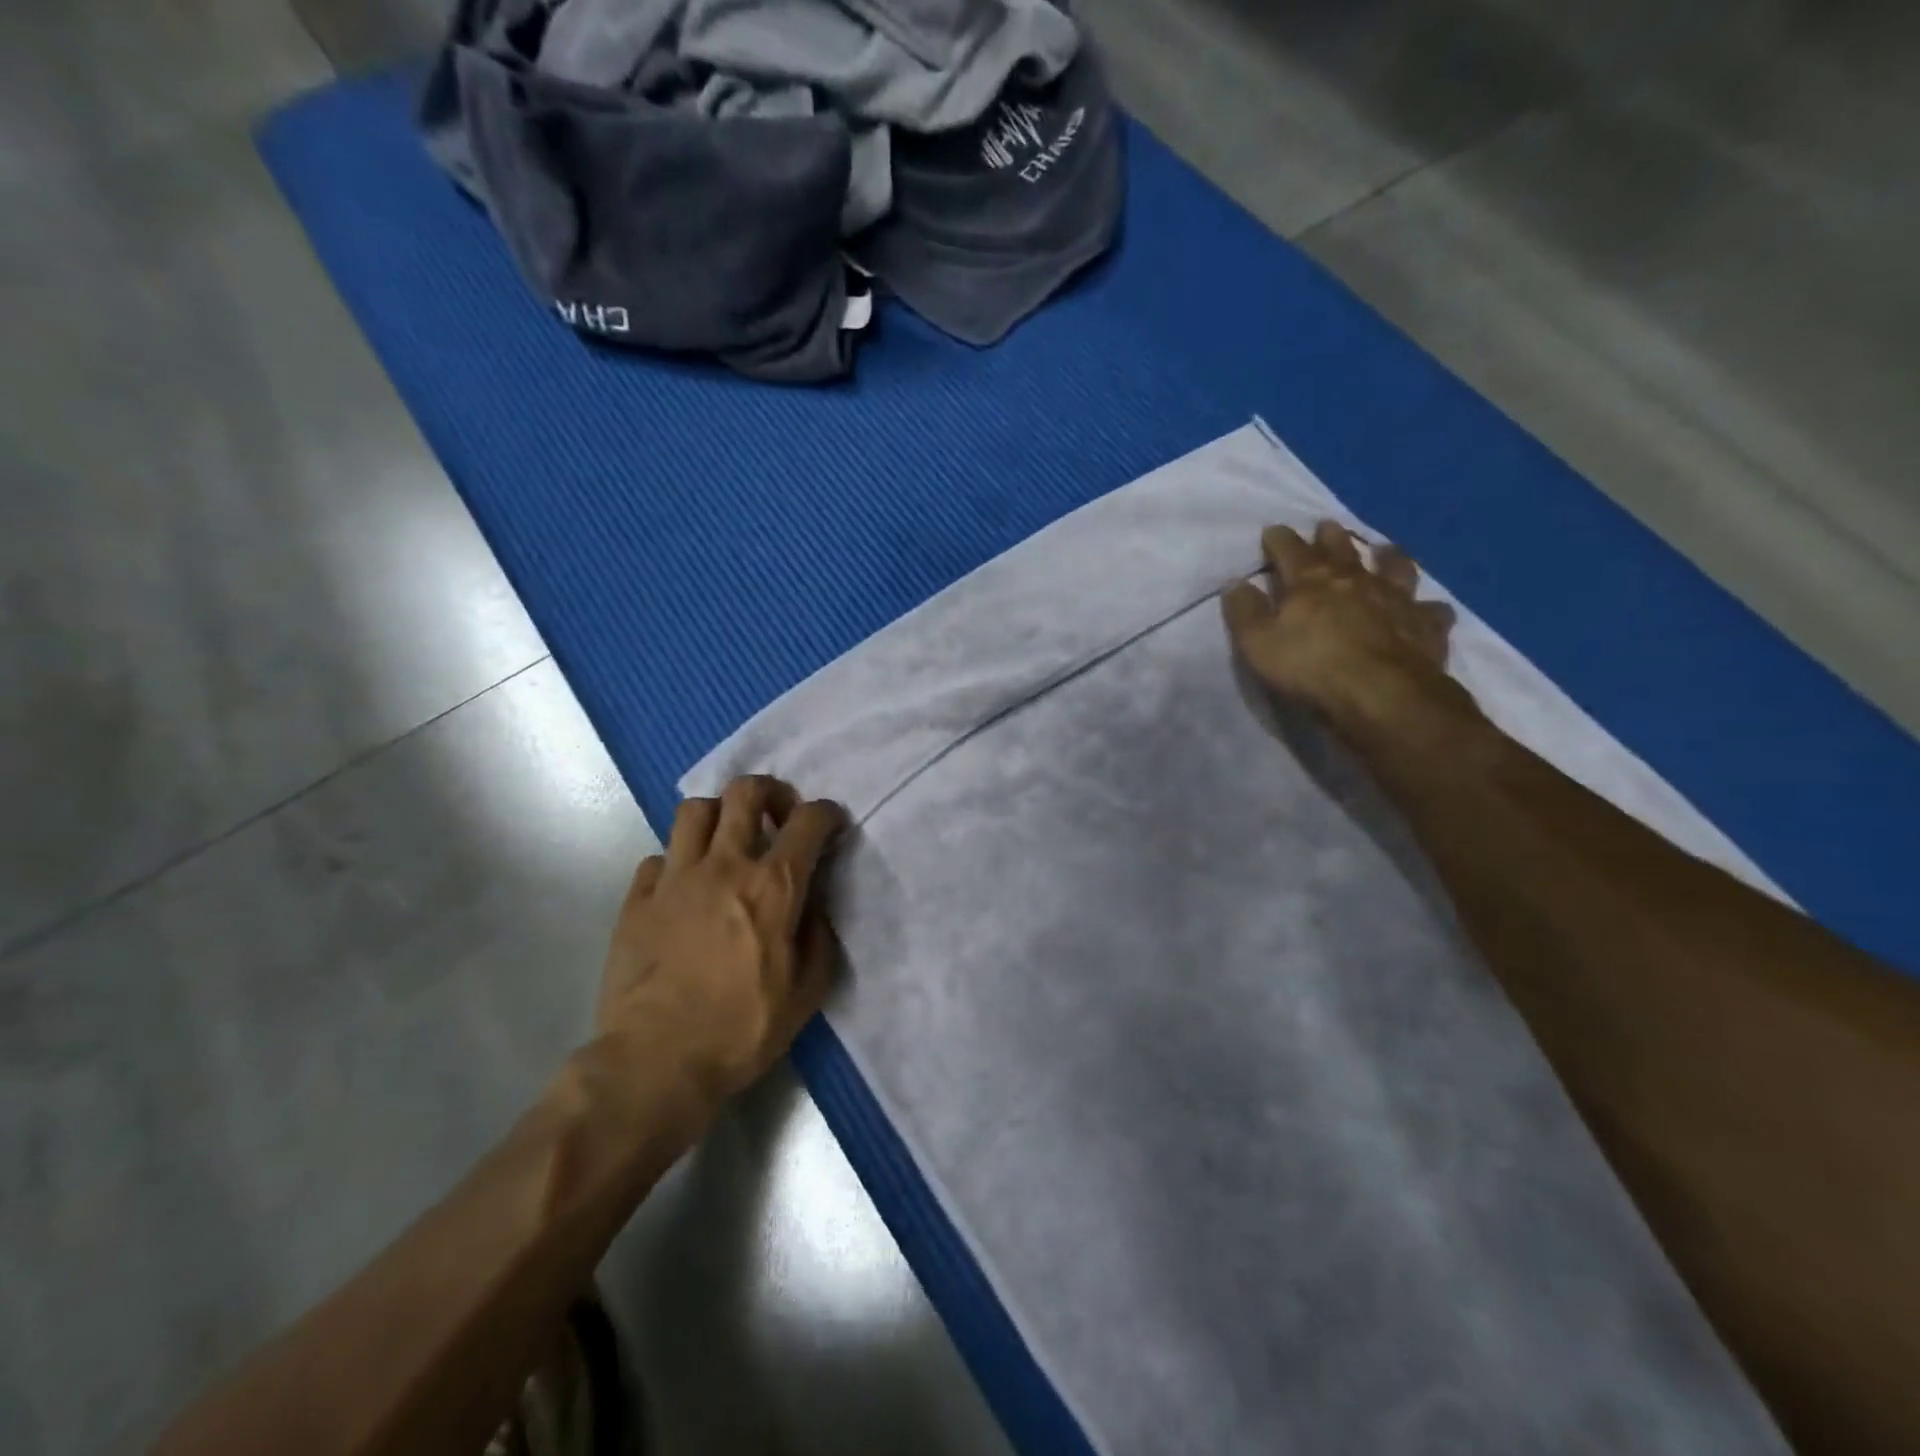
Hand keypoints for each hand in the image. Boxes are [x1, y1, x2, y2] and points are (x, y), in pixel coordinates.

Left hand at [597, 776, 847, 1102]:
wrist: (656, 1061)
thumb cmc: (741, 1030)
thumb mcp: (807, 993)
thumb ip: (819, 938)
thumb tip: (814, 906)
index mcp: (773, 886)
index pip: (807, 821)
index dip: (825, 813)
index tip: (830, 824)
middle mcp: (724, 866)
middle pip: (745, 792)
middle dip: (770, 791)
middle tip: (776, 815)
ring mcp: (674, 878)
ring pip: (694, 810)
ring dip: (718, 815)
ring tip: (726, 841)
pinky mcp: (637, 899)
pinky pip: (657, 857)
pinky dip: (676, 862)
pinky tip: (683, 888)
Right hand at [1221, 520, 1460, 722]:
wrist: (1381, 695)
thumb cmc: (1310, 668)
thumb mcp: (1258, 644)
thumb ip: (1245, 612)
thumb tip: (1235, 583)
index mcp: (1311, 581)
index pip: (1290, 550)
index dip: (1279, 539)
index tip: (1272, 530)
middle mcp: (1356, 580)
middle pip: (1342, 549)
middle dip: (1330, 537)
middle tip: (1326, 526)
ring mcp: (1397, 599)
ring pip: (1395, 566)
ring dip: (1388, 555)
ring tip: (1385, 549)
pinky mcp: (1426, 626)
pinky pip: (1432, 610)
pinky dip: (1427, 607)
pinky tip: (1426, 609)